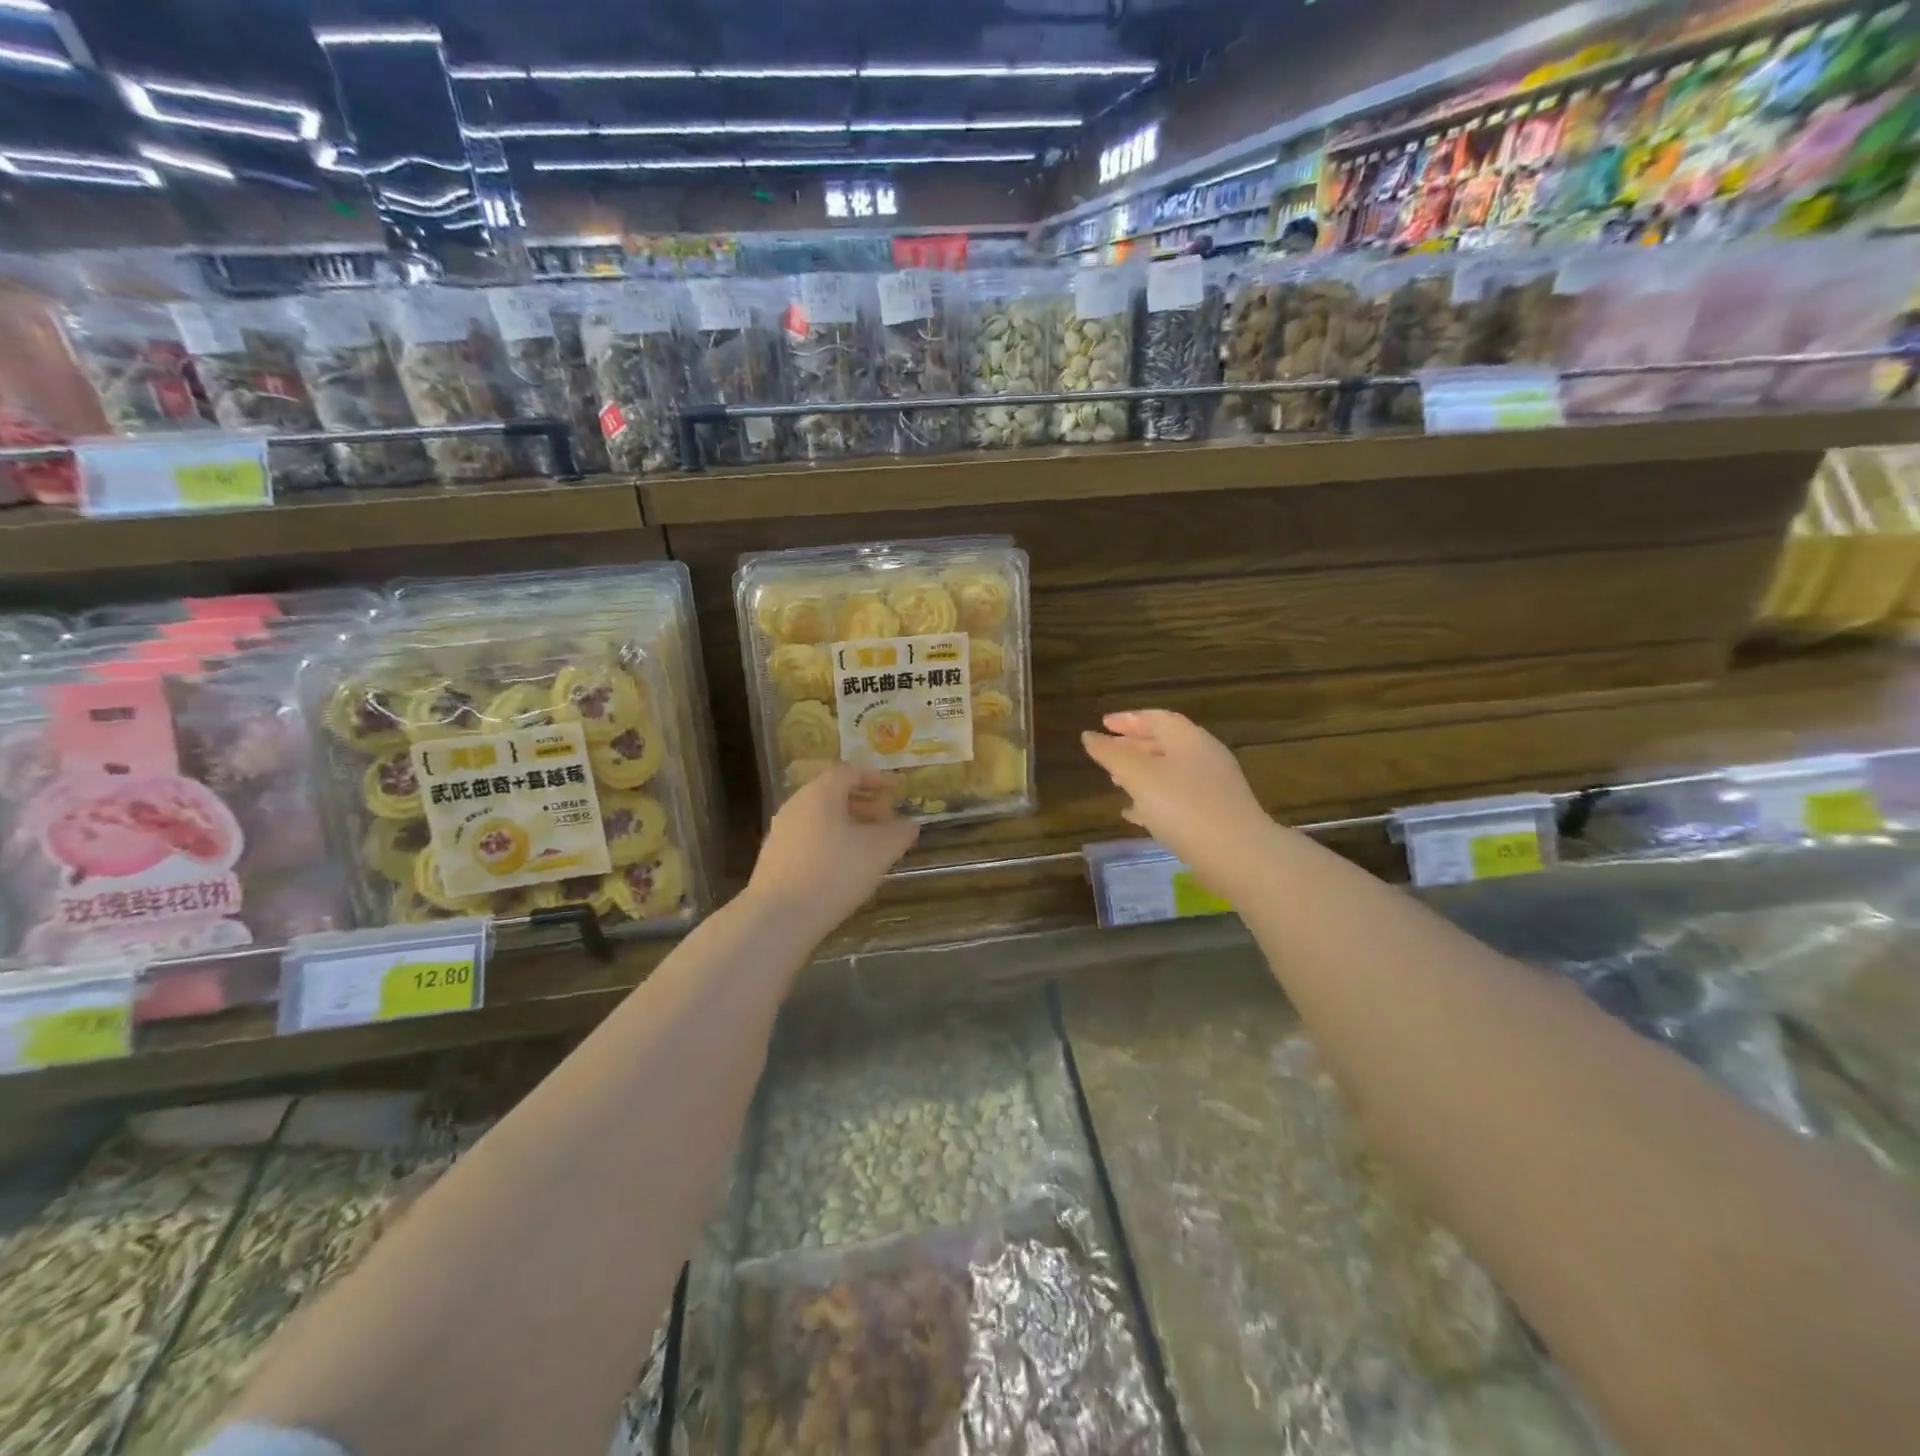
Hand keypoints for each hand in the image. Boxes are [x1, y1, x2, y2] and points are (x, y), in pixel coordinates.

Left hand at [743, 764, 918, 942]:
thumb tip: (910, 824)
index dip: (873, 778)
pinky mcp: (774, 859)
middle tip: (885, 819)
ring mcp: (781, 832)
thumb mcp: (879, 851)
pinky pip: (808, 839)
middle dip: (862, 803)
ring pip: (819, 818)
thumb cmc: (834, 872)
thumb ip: (899, 833)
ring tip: (868, 846)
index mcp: (820, 794)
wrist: (779, 917)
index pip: (848, 772)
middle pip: (832, 794)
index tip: (893, 790)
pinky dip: (830, 843)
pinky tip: (843, 868)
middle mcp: (796, 805)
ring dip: (846, 825)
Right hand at [1082, 711, 1272, 894]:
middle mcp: (1204, 756)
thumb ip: (1112, 755)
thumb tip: (1089, 736)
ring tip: (1115, 781)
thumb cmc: (1185, 807)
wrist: (1238, 856)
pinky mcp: (1215, 815)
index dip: (1127, 719)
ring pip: (1170, 772)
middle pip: (1164, 743)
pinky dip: (1154, 799)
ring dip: (1142, 773)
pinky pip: (1178, 798)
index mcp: (1189, 739)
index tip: (1102, 724)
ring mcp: (1213, 787)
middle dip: (1133, 746)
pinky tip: (1136, 814)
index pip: (1156, 718)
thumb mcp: (1140, 777)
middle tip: (1107, 753)